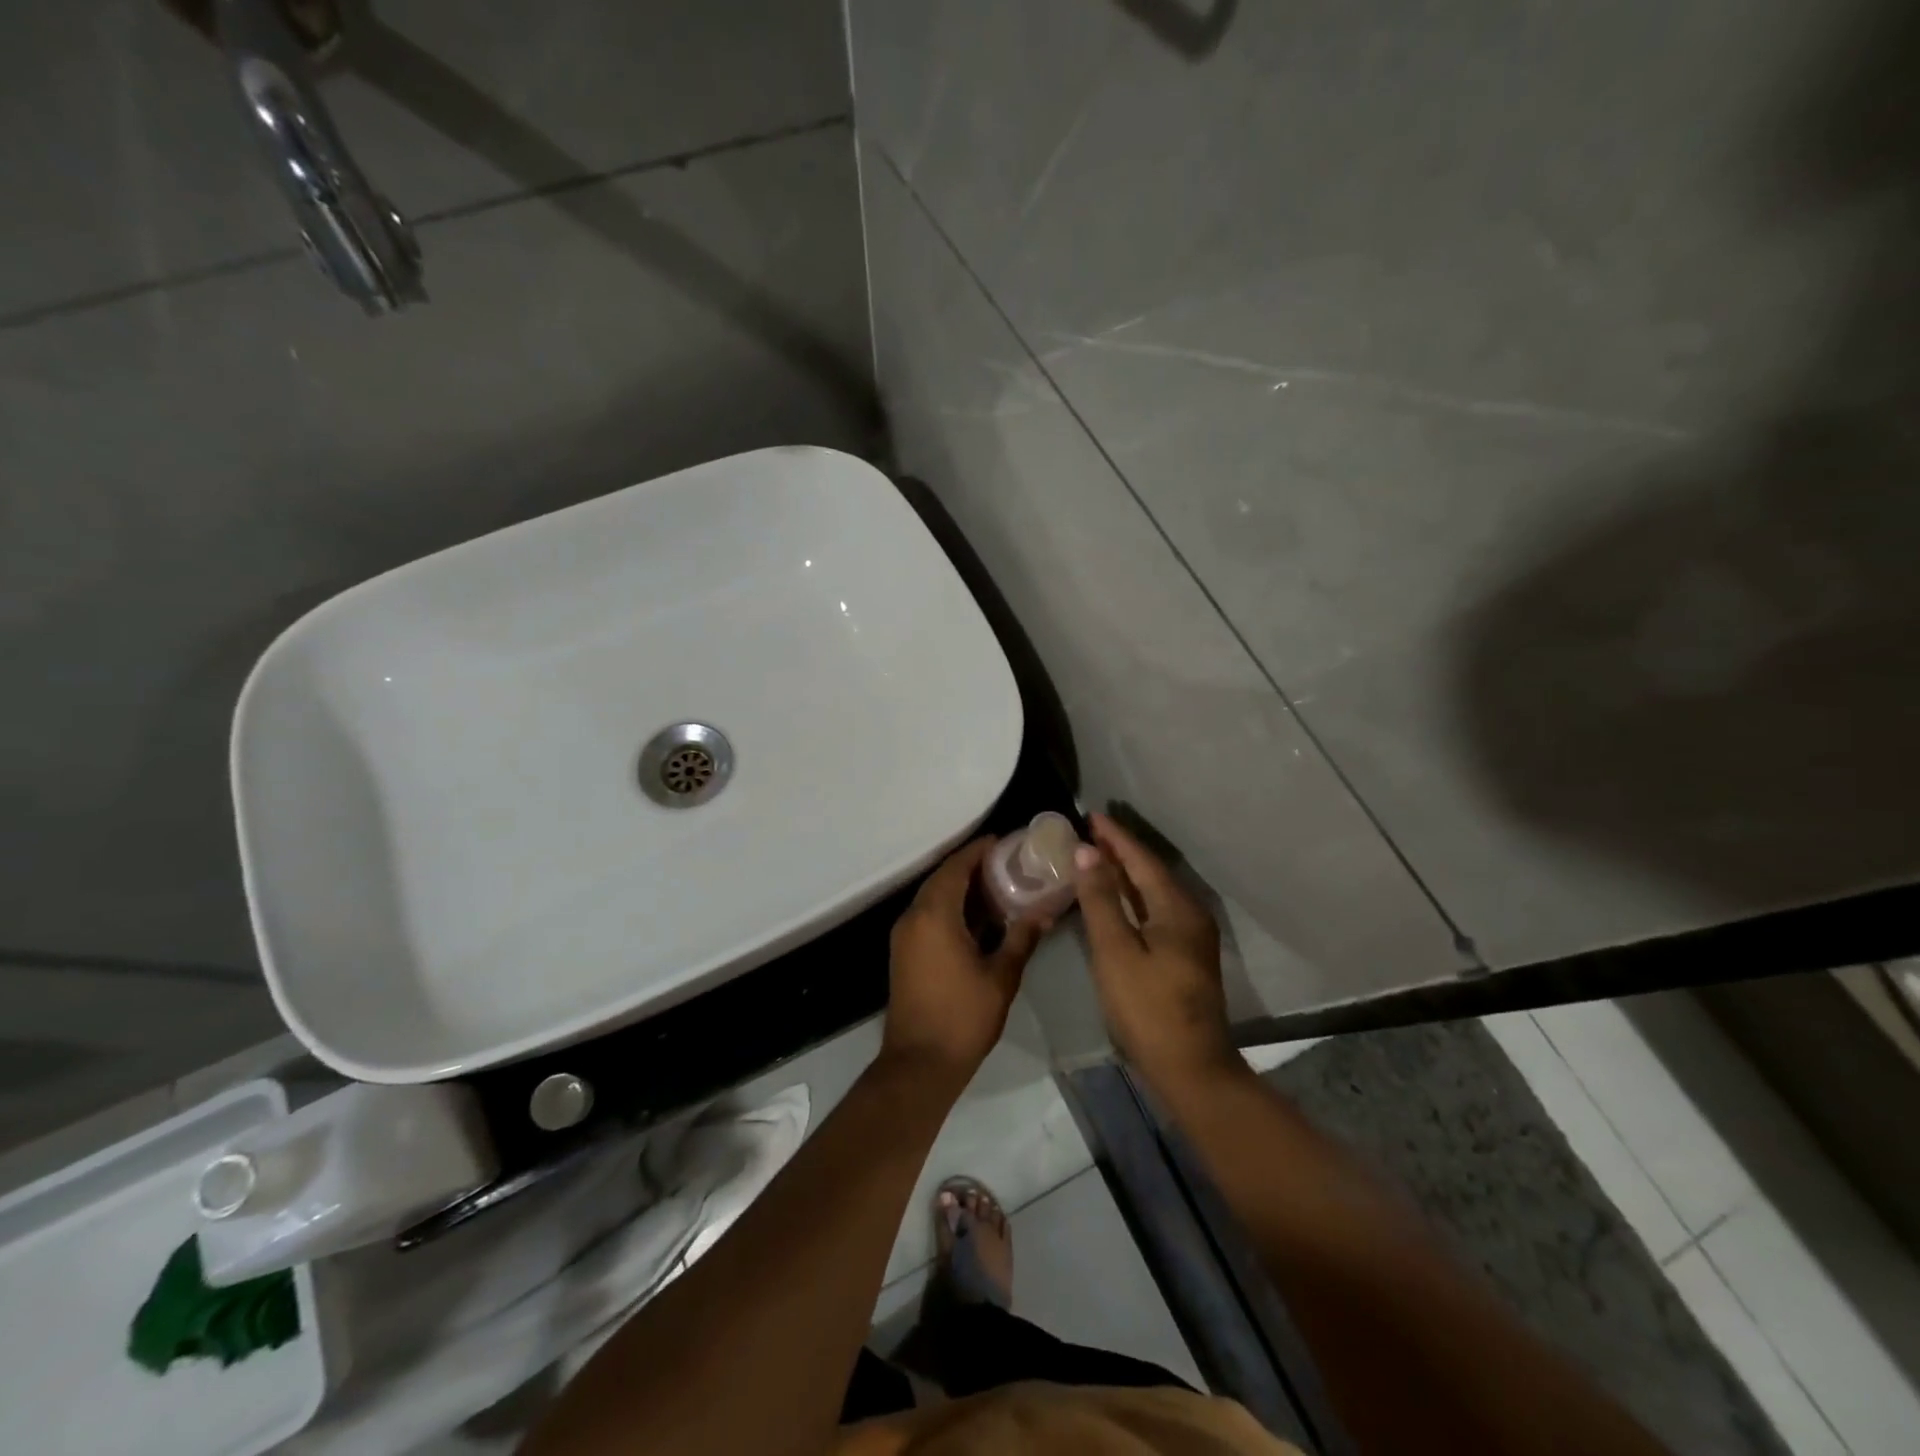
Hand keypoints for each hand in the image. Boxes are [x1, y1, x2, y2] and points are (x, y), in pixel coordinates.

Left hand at [883, 838, 1047, 1081]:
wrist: (920, 1063)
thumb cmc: (963, 1016)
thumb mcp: (1001, 976)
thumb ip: (1022, 938)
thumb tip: (1044, 911)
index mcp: (935, 915)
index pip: (956, 867)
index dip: (979, 850)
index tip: (1005, 841)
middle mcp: (913, 917)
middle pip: (942, 878)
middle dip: (972, 866)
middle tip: (1007, 862)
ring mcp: (905, 935)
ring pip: (933, 897)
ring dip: (961, 887)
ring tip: (998, 885)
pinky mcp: (904, 952)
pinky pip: (927, 915)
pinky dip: (950, 907)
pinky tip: (978, 917)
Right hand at [1074, 813, 1240, 1092]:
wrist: (1191, 1069)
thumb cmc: (1148, 1008)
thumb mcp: (1116, 951)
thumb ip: (1101, 900)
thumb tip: (1088, 852)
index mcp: (1176, 908)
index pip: (1141, 859)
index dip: (1115, 837)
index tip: (1090, 815)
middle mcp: (1189, 914)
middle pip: (1150, 872)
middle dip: (1119, 851)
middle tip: (1087, 832)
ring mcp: (1190, 936)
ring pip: (1152, 892)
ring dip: (1124, 874)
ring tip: (1094, 857)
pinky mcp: (1184, 956)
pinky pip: (1154, 910)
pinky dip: (1131, 897)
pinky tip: (1113, 900)